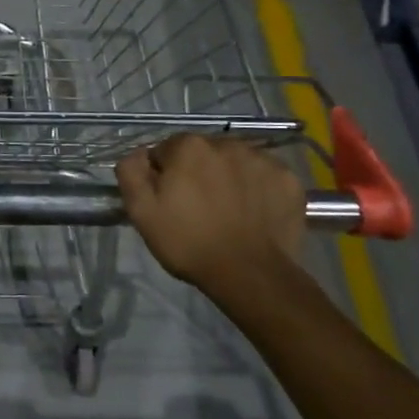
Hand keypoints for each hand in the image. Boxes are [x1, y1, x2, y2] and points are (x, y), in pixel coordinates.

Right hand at [115, 135, 308, 302]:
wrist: (249, 275)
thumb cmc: (188, 242)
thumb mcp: (141, 211)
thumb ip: (131, 171)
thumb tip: (139, 154)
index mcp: (188, 146)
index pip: (166, 150)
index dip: (163, 175)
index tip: (169, 200)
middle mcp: (226, 143)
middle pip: (202, 153)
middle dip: (196, 172)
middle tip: (197, 207)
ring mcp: (262, 160)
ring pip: (234, 162)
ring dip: (227, 177)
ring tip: (227, 211)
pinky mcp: (288, 180)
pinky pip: (264, 176)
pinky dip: (257, 189)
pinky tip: (252, 213)